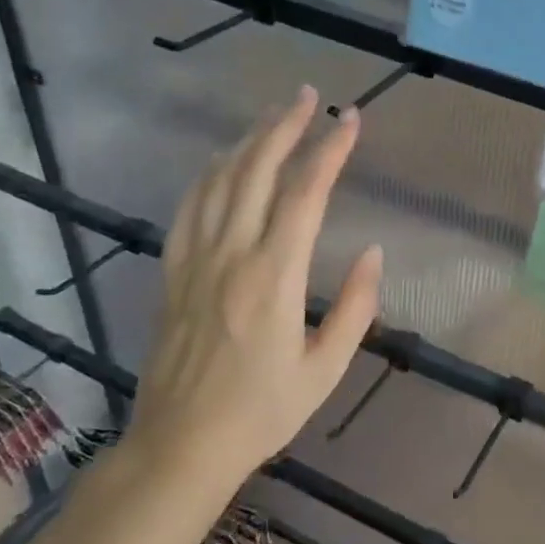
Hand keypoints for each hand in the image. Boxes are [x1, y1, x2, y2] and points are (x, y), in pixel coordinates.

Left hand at [129, 87, 382, 484]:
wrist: (180, 446)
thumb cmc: (262, 412)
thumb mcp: (325, 369)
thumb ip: (355, 308)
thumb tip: (372, 252)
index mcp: (273, 277)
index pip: (305, 194)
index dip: (330, 151)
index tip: (351, 120)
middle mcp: (231, 255)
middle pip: (257, 171)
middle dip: (285, 127)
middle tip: (308, 96)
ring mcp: (194, 261)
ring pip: (219, 181)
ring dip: (248, 141)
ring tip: (273, 115)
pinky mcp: (172, 272)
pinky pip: (188, 208)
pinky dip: (209, 174)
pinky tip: (222, 161)